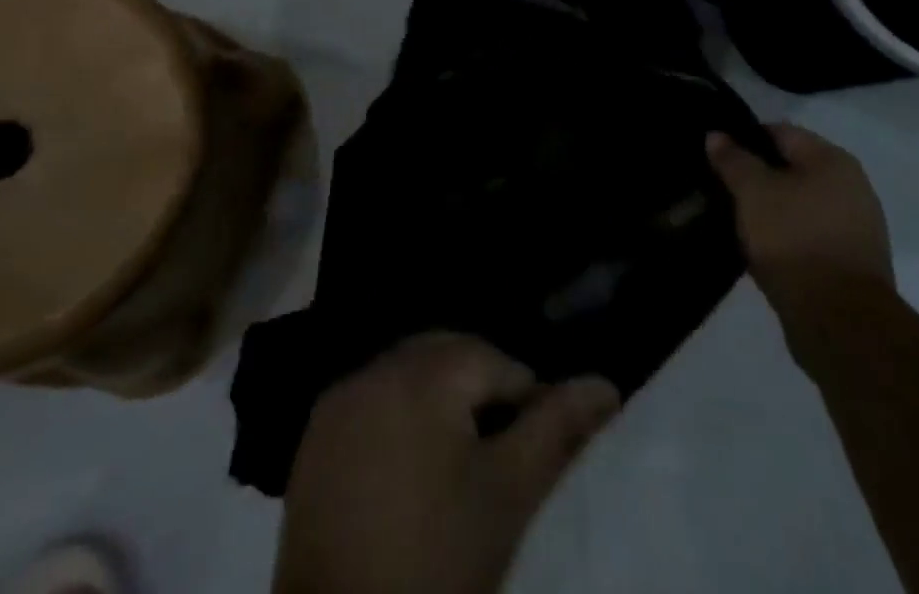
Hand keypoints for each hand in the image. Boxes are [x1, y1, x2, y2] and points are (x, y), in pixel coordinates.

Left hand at [274, 332, 619, 593]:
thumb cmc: (437, 562)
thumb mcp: (509, 495)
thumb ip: (558, 428)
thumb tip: (605, 384)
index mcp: (424, 371)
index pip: (495, 362)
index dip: (525, 402)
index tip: (532, 454)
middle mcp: (376, 367)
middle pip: (448, 355)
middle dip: (481, 390)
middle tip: (500, 453)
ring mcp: (339, 400)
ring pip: (409, 374)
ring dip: (439, 399)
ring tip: (458, 461)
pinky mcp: (314, 436)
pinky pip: (372, 401)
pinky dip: (398, 417)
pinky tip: (409, 468)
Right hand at [707, 122, 893, 315]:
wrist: (840, 323)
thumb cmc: (794, 240)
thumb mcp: (753, 192)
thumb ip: (733, 160)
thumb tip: (716, 135)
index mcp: (832, 159)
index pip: (780, 132)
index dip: (744, 139)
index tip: (717, 156)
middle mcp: (852, 186)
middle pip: (792, 169)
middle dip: (758, 178)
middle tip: (723, 190)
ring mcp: (856, 227)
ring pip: (799, 205)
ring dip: (771, 211)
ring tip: (737, 222)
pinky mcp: (852, 264)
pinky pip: (809, 236)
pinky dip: (786, 238)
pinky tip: (762, 251)